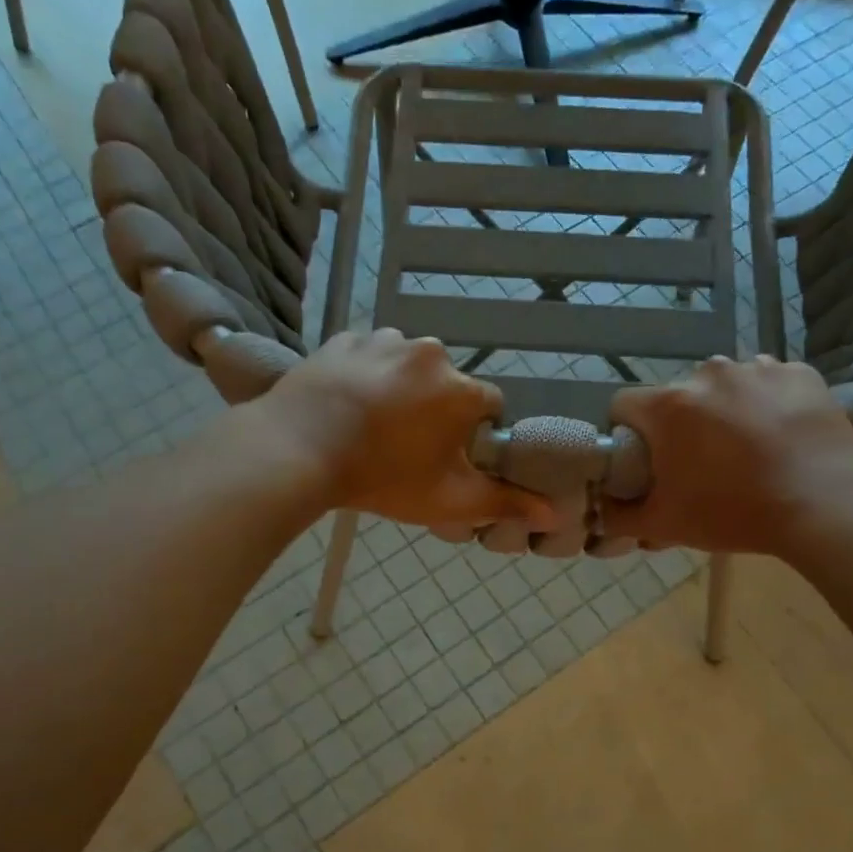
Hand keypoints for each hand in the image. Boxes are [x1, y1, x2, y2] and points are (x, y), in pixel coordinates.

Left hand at [265, 330, 555, 529]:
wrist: (297, 450)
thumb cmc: (381, 478)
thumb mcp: (448, 500)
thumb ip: (505, 503)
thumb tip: (555, 513)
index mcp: (460, 390)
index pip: (489, 405)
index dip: (473, 432)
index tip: (447, 455)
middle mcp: (430, 353)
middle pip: (447, 384)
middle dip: (435, 409)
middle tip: (404, 444)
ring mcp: (383, 340)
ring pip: (407, 366)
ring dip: (400, 388)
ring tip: (371, 423)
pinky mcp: (345, 338)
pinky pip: (368, 354)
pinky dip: (365, 373)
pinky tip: (347, 403)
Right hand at [604, 355, 852, 559]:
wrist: (824, 507)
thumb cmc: (733, 514)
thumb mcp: (665, 525)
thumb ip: (618, 517)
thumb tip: (597, 512)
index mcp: (669, 405)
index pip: (624, 405)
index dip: (628, 433)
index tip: (647, 460)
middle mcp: (708, 374)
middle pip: (677, 395)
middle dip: (680, 423)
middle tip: (701, 463)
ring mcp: (758, 368)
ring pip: (723, 386)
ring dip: (724, 409)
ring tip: (746, 448)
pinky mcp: (799, 373)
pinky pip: (768, 382)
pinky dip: (767, 402)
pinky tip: (780, 434)